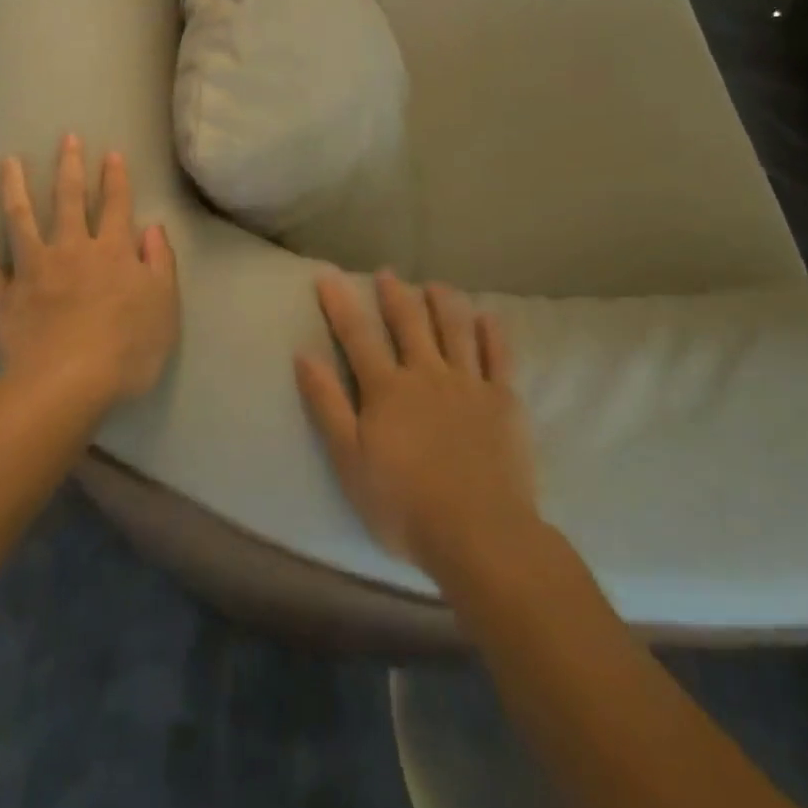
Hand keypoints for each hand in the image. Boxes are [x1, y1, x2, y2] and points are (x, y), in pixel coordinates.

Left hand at [0, 134, 179, 406]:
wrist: (66, 386)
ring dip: (15, 188)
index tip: (111, 153)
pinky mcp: (5, 296)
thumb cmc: (126, 350)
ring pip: (22, 220)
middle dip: (69, 167)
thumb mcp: (164, 307)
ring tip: (8, 162)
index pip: (117, 205)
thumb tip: (153, 228)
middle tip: (65, 138)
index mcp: (113, 252)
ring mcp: (33, 270)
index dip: (116, 178)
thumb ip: (160, 263)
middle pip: (70, 200)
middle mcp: (72, 249)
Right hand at [295, 272, 539, 576]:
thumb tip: (304, 354)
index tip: (328, 275)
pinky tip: (487, 316)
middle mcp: (427, 374)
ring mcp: (469, 384)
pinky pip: (499, 356)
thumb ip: (327, 405)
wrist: (480, 534)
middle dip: (395, 294)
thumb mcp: (349, 461)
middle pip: (409, 322)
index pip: (357, 335)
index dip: (340, 303)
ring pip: (455, 329)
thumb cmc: (404, 505)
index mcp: (387, 389)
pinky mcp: (503, 401)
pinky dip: (492, 332)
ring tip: (435, 285)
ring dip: (443, 302)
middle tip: (387, 273)